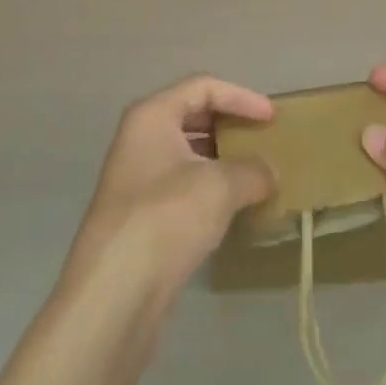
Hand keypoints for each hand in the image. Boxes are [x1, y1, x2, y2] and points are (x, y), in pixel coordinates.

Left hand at [64, 75, 276, 308]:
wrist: (113, 297)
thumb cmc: (166, 219)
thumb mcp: (220, 187)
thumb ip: (252, 170)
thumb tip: (270, 171)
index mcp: (152, 116)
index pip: (203, 87)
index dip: (241, 97)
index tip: (272, 119)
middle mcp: (140, 139)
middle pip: (193, 116)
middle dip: (230, 127)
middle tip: (263, 142)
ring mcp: (136, 179)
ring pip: (187, 155)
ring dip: (221, 161)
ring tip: (255, 176)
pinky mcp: (140, 218)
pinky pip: (182, 187)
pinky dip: (209, 191)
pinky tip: (232, 211)